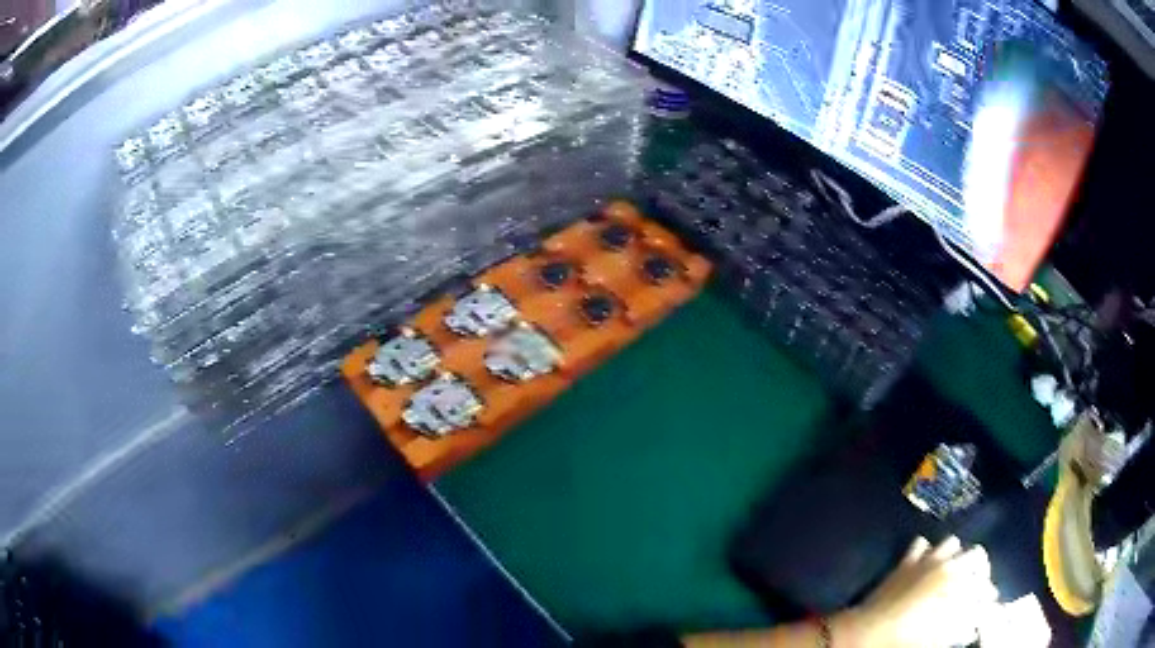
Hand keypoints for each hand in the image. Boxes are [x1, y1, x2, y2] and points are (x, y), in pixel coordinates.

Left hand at [832, 536, 998, 647]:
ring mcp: (926, 559)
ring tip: (953, 570)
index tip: (988, 601)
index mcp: (959, 584)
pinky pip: (921, 544)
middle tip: (975, 583)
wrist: (869, 632)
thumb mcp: (940, 636)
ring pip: (952, 543)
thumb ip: (961, 625)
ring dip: (955, 555)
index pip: (985, 583)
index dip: (988, 594)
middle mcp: (948, 565)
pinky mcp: (906, 561)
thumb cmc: (907, 638)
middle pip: (976, 555)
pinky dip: (927, 551)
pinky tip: (926, 563)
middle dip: (980, 568)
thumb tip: (974, 622)